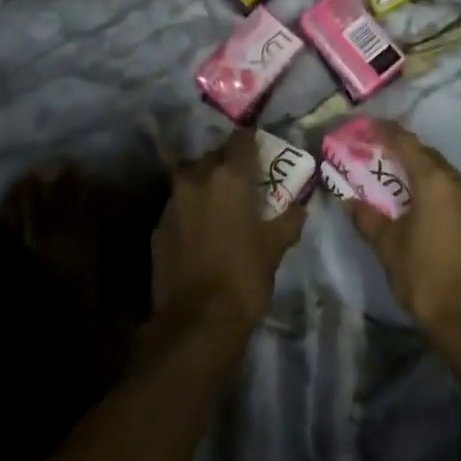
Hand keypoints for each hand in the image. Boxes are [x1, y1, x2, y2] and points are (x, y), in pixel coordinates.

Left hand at [150, 129, 306, 343]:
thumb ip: (289, 220)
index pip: (241, 138)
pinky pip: (177, 204)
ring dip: (204, 183)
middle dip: (226, 163)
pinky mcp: (158, 224)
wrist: (196, 322)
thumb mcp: (275, 248)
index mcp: (230, 175)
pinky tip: (198, 228)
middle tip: (241, 179)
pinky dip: (189, 209)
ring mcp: (173, 200)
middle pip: (213, 155)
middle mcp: (198, 177)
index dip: (250, 138)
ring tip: (218, 202)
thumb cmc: (244, 277)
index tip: (258, 144)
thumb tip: (302, 205)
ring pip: (191, 177)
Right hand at [346, 122, 460, 370]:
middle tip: (373, 151)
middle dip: (399, 148)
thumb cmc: (426, 276)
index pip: (405, 142)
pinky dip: (429, 185)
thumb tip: (348, 199)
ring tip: (391, 175)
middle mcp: (455, 181)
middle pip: (424, 153)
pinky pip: (448, 187)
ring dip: (415, 167)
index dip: (384, 131)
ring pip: (438, 170)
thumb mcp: (388, 246)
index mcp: (433, 181)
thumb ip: (367, 218)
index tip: (364, 126)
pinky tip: (415, 200)